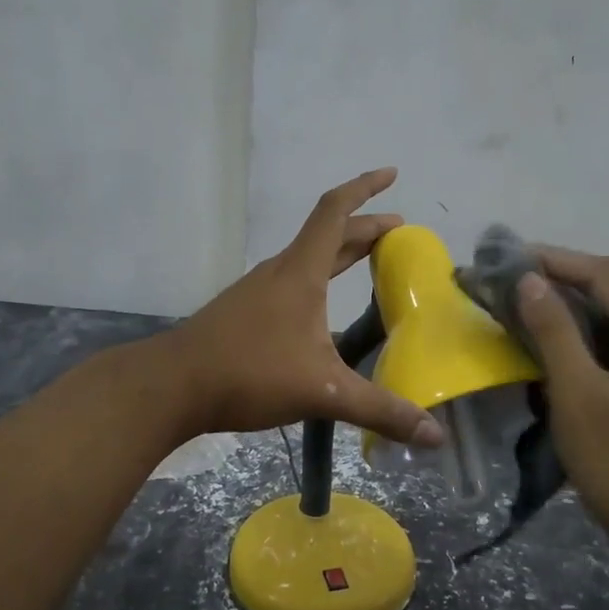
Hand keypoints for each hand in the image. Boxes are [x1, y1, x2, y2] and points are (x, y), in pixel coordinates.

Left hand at [165, 169, 446, 447]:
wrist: (172, 386)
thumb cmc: (249, 373)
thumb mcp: (323, 392)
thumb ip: (379, 410)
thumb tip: (436, 434)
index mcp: (301, 273)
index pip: (335, 212)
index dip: (365, 188)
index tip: (392, 174)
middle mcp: (281, 272)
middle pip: (327, 234)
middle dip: (366, 227)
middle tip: (399, 232)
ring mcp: (259, 291)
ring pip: (309, 259)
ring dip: (341, 252)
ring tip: (370, 261)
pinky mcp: (245, 313)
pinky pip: (293, 281)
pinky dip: (320, 278)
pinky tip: (324, 310)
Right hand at [514, 250, 608, 564]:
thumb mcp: (580, 397)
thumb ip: (554, 333)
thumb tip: (529, 279)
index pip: (604, 272)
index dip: (554, 259)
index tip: (505, 258)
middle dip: (558, 278)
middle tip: (506, 280)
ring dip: (566, 307)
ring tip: (518, 306)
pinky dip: (578, 338)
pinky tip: (547, 347)